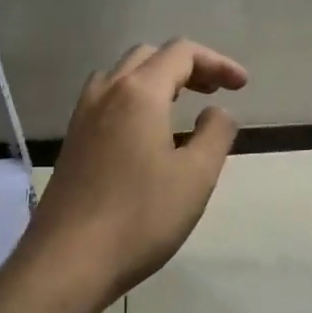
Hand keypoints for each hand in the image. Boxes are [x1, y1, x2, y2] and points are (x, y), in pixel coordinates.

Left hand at [21, 39, 247, 305]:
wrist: (68, 260)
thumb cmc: (140, 217)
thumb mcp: (196, 176)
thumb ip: (216, 133)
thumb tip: (217, 111)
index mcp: (138, 92)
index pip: (181, 52)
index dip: (217, 62)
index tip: (242, 86)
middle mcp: (106, 92)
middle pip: (149, 56)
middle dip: (187, 66)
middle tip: (214, 92)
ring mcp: (83, 115)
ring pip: (123, 75)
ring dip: (157, 80)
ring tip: (181, 107)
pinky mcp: (72, 140)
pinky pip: (107, 100)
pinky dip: (135, 99)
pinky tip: (148, 134)